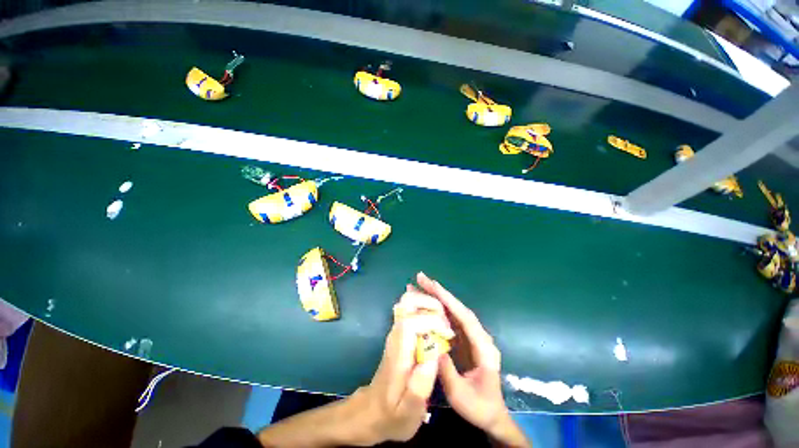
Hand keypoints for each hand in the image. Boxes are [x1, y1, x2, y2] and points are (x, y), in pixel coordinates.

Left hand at [348, 288, 453, 444]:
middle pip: (408, 301)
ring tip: (444, 323)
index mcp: (399, 351)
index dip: (433, 321)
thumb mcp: (408, 413)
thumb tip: (434, 353)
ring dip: (429, 304)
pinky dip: (426, 308)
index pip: (411, 321)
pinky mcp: (400, 331)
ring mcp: (396, 330)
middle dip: (431, 304)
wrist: (372, 411)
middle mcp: (396, 334)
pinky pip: (412, 309)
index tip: (448, 335)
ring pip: (410, 301)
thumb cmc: (392, 415)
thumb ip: (420, 387)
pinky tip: (437, 325)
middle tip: (446, 323)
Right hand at [415, 272, 528, 447]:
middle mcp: (479, 336)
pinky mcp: (464, 339)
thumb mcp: (461, 395)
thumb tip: (432, 345)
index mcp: (484, 348)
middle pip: (458, 309)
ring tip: (420, 285)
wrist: (492, 415)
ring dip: (437, 297)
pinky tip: (427, 303)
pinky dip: (438, 309)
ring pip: (454, 312)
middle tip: (422, 278)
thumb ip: (447, 371)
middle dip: (440, 292)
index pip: (465, 318)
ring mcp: (471, 336)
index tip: (434, 286)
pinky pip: (450, 320)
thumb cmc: (479, 407)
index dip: (449, 301)